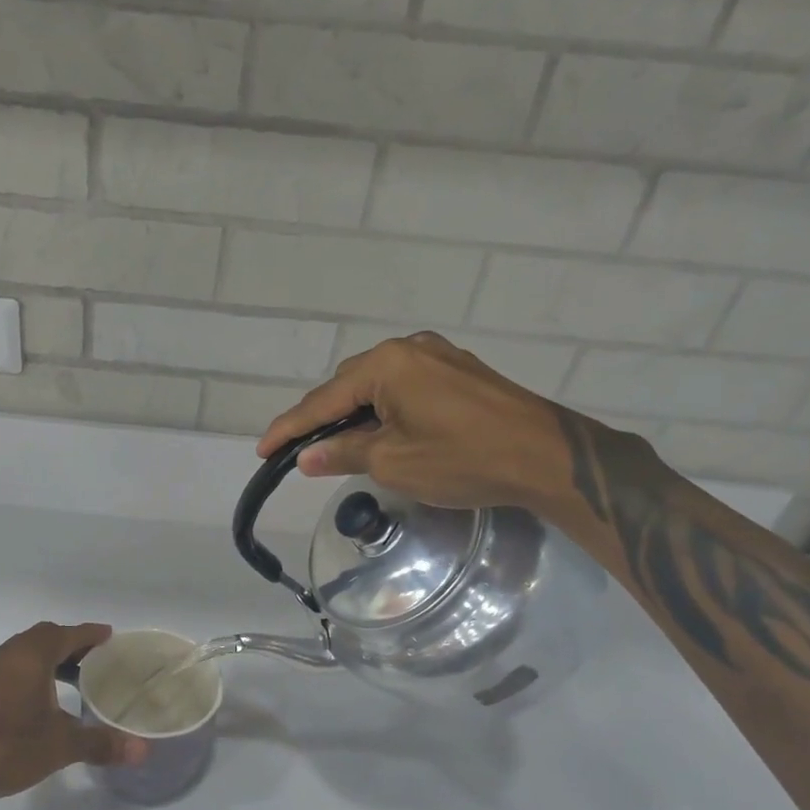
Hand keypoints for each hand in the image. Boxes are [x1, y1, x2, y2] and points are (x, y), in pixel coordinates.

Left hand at [0, 622, 146, 808]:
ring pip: (20, 655)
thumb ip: (100, 743)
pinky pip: (3, 672)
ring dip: (44, 662)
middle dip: (68, 646)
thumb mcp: (59, 747)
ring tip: (65, 683)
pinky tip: (28, 705)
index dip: (89, 634)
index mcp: (30, 657)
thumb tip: (141, 751)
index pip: (66, 634)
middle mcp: (5, 656)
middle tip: (92, 661)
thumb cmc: (6, 747)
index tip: (109, 636)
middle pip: (42, 639)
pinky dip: (23, 677)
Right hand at [258, 332, 604, 512]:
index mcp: (387, 364)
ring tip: (340, 447)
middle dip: (323, 418)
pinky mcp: (458, 371)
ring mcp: (437, 356)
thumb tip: (305, 456)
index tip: (262, 450)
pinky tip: (382, 432)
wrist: (547, 457)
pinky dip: (383, 409)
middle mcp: (408, 348)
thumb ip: (342, 453)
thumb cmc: (463, 458)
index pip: (323, 400)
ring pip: (377, 385)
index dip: (290, 428)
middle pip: (348, 385)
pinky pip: (404, 386)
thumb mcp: (393, 462)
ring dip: (354, 414)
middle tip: (303, 453)